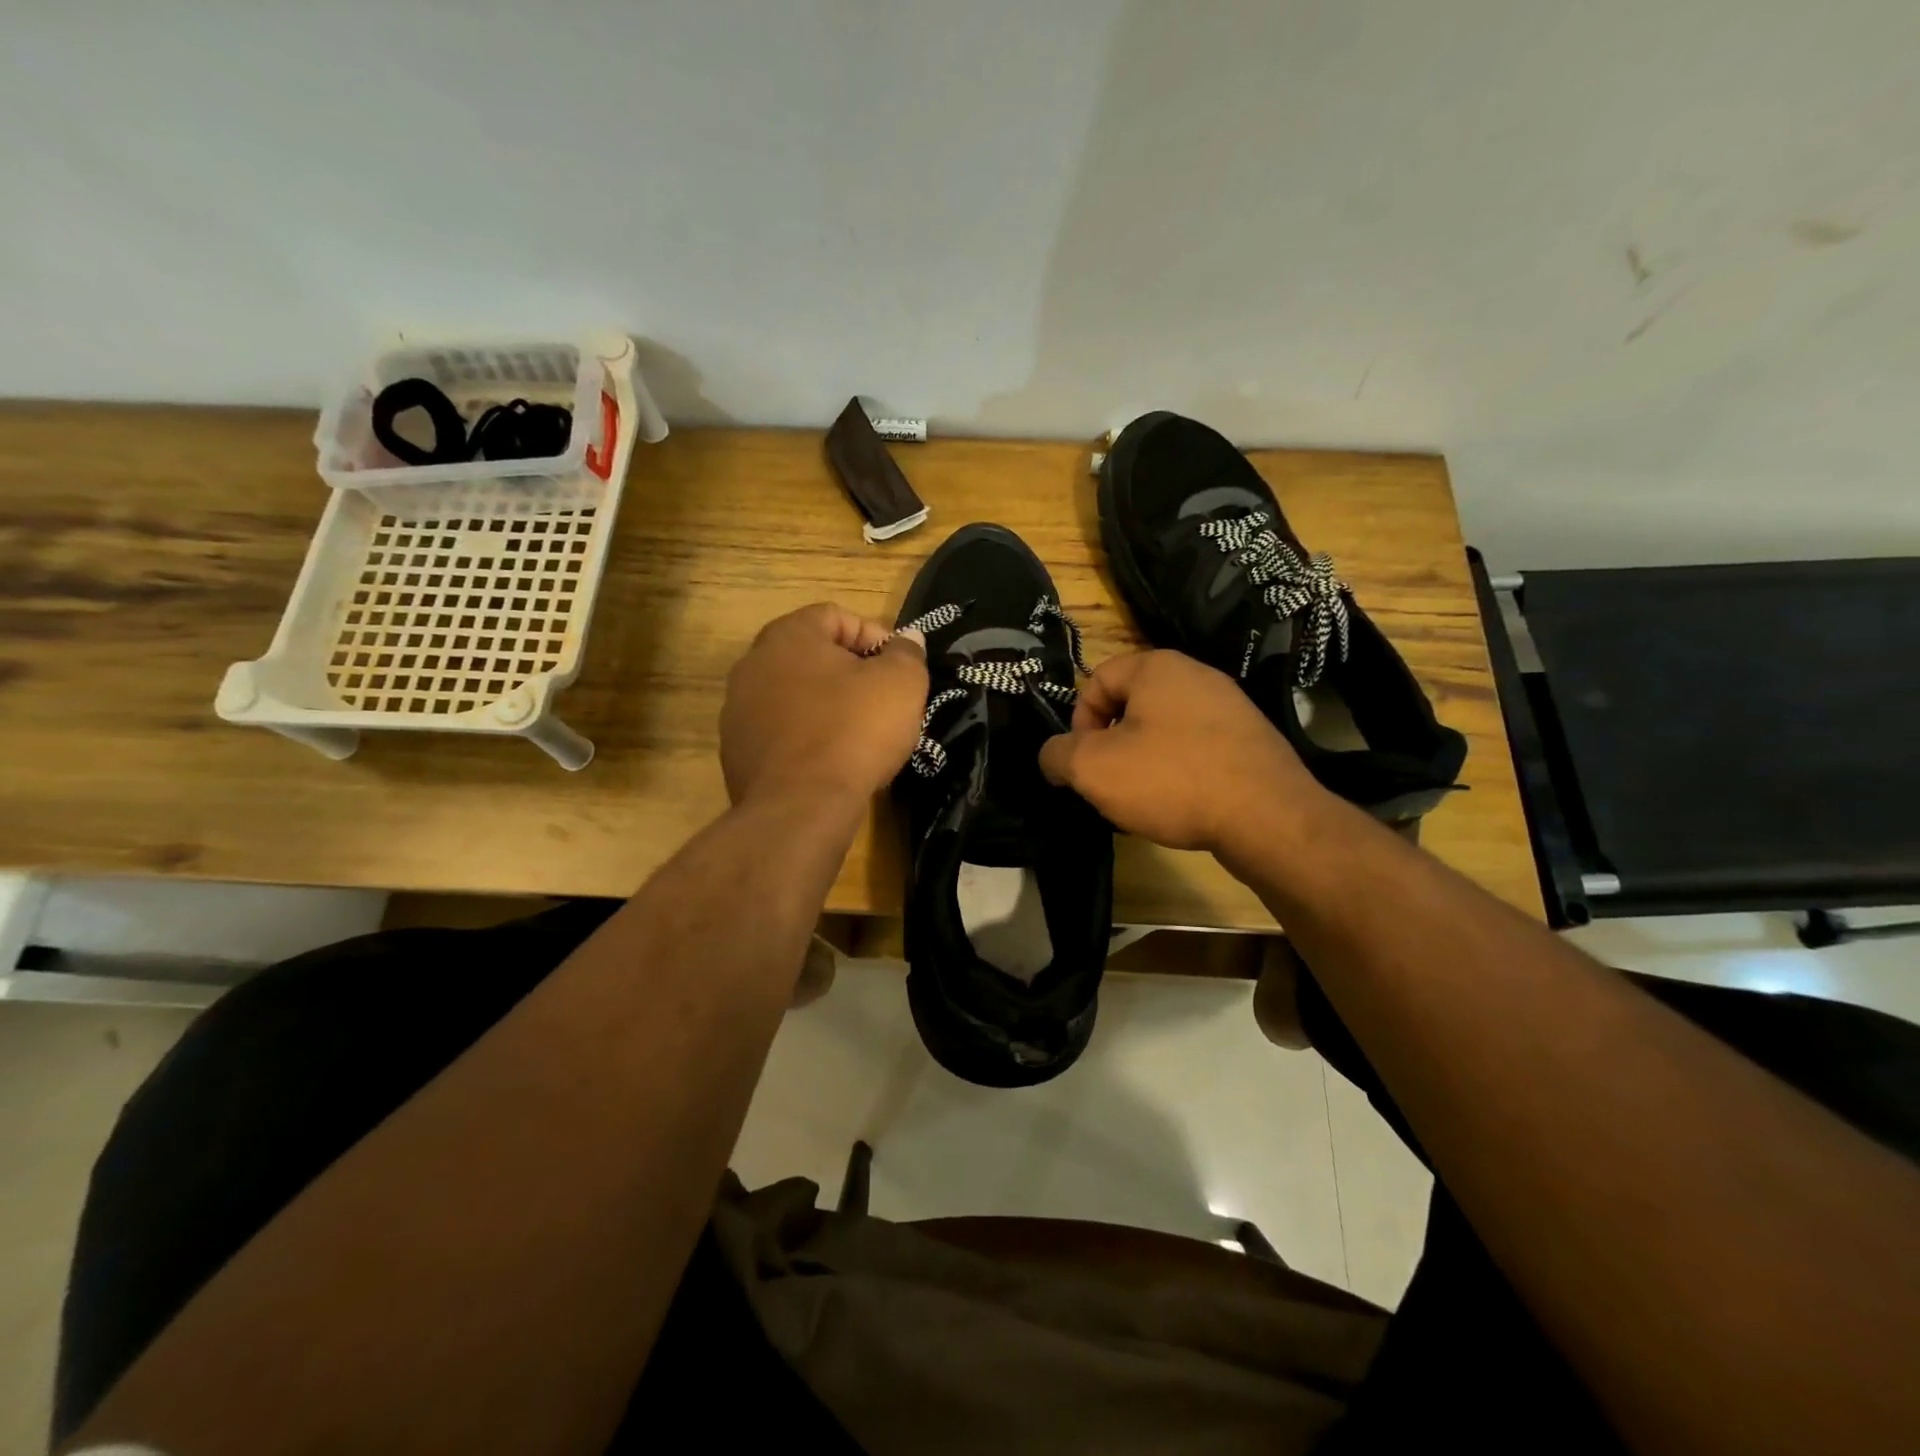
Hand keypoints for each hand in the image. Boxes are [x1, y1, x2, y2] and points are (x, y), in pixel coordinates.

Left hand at [721, 603, 927, 812]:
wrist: (800, 808)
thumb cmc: (854, 731)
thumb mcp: (901, 684)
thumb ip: (907, 653)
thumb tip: (907, 638)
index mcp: (788, 636)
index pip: (836, 616)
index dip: (875, 637)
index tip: (898, 668)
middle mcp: (753, 664)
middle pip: (812, 656)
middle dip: (851, 673)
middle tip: (883, 701)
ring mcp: (738, 710)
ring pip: (794, 696)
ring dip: (826, 706)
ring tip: (860, 735)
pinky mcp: (736, 752)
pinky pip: (781, 732)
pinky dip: (806, 738)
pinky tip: (831, 762)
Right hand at [1037, 650, 1326, 854]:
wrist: (1268, 816)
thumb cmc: (1171, 779)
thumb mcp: (1092, 768)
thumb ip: (1058, 755)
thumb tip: (1052, 756)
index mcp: (1156, 666)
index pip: (1096, 681)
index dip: (1078, 723)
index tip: (1084, 764)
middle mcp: (1196, 674)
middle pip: (1130, 706)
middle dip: (1111, 746)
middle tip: (1111, 784)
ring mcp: (1230, 706)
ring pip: (1164, 729)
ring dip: (1144, 762)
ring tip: (1146, 800)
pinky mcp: (1252, 738)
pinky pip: (1198, 748)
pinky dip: (1181, 772)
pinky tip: (1183, 804)